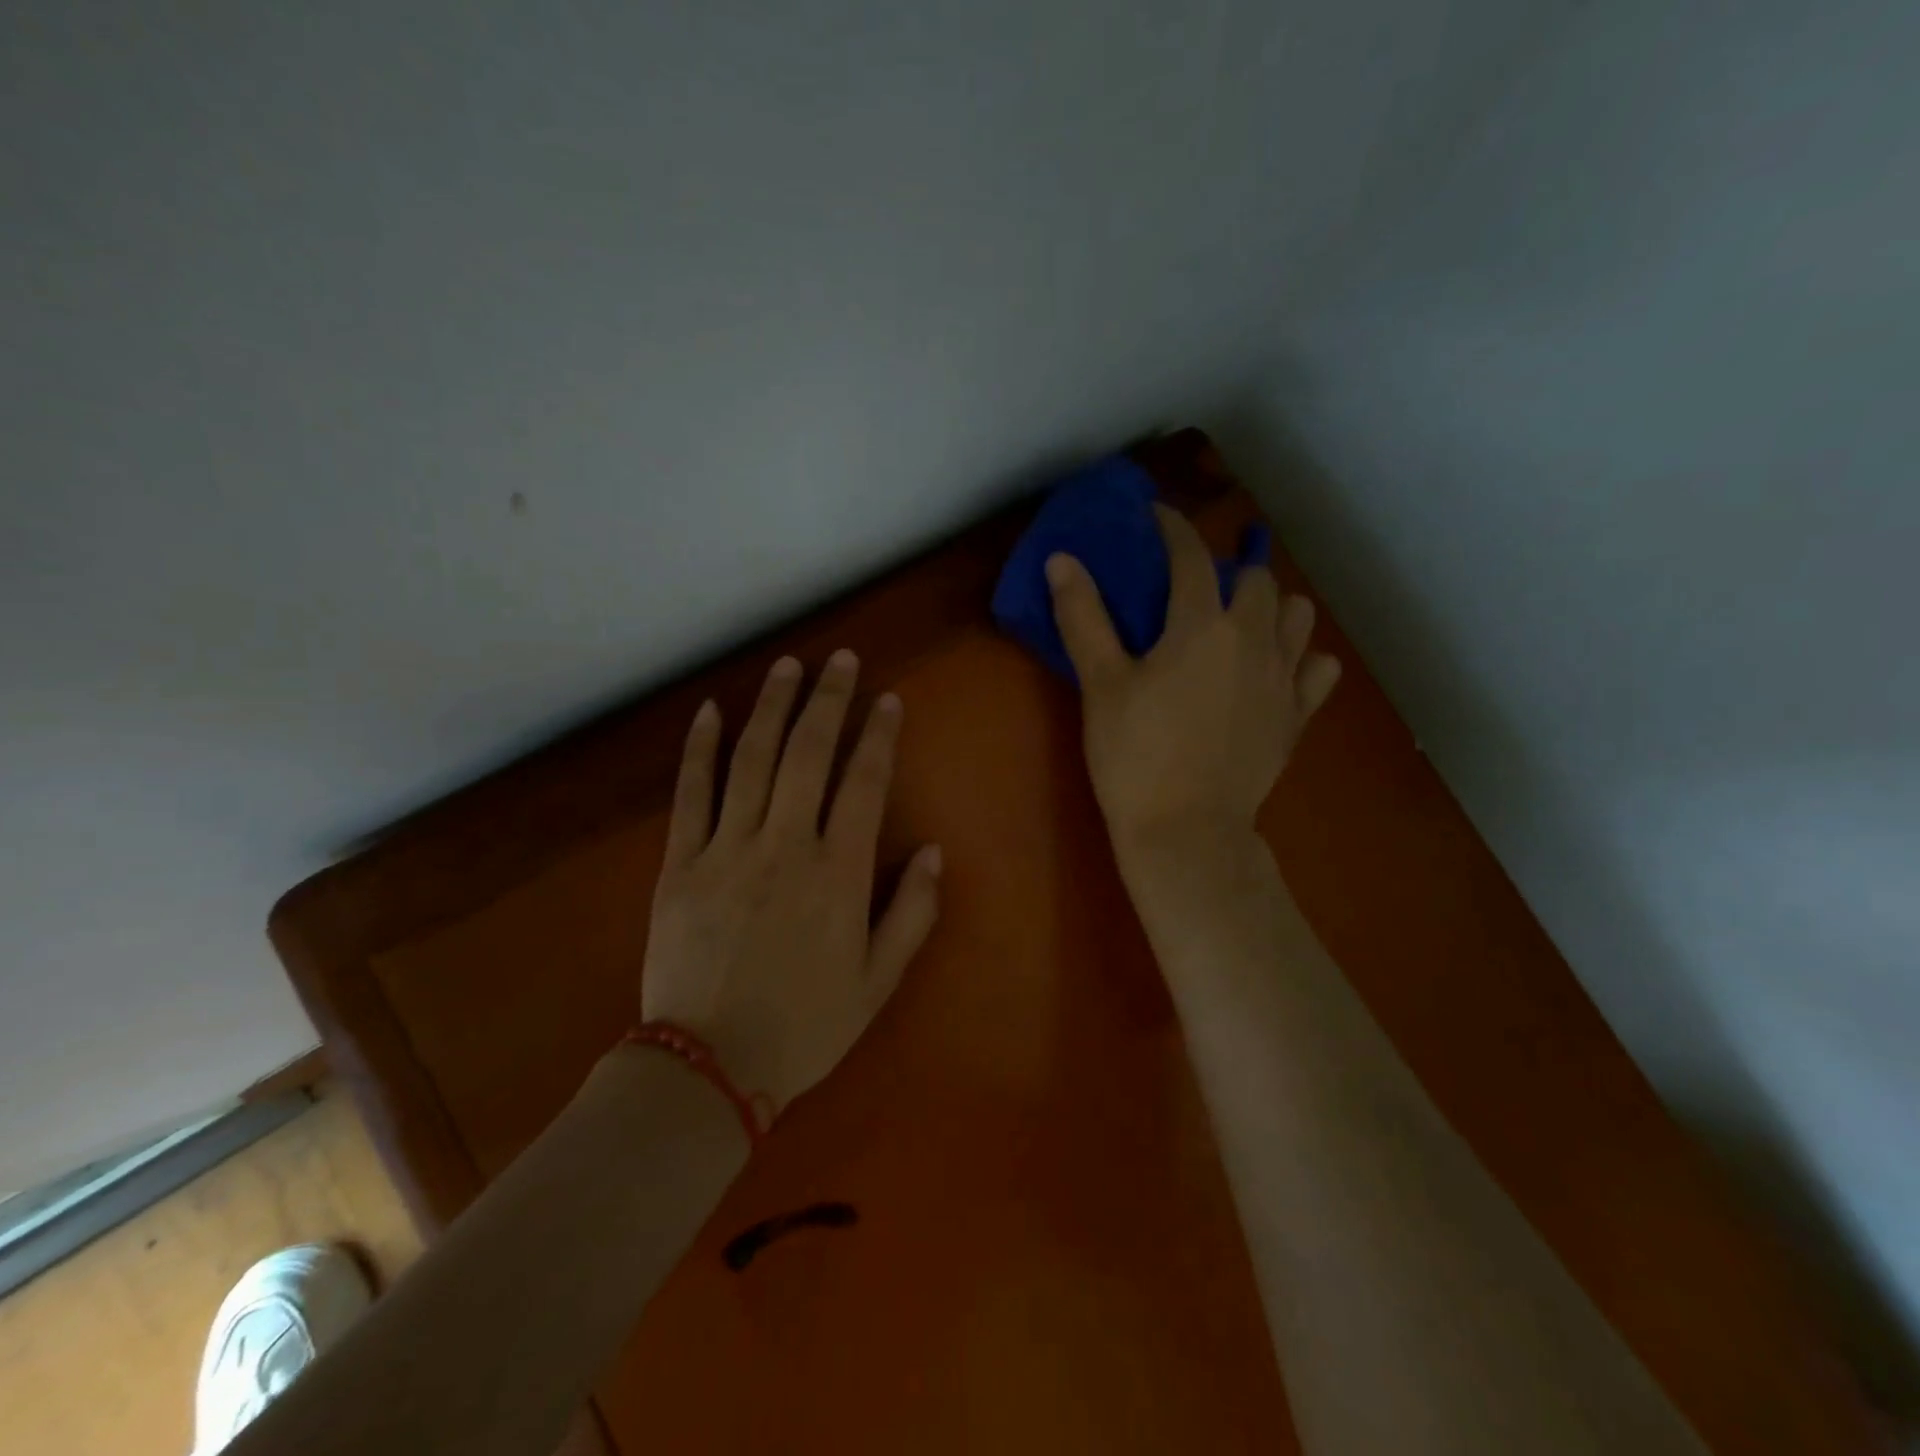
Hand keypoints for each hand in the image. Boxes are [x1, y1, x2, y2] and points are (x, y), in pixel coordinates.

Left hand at [639, 650, 942, 1114]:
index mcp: (839, 873)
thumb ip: (912, 913)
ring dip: (771, 707)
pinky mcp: (681, 864)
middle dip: (827, 699)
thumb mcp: (877, 981)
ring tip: (787, 666)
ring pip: (751, 760)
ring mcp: (727, 849)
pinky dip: (701, 749)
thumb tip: (934, 852)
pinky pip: (691, 794)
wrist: (709, 1066)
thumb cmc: (805, 1026)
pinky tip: (711, 712)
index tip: (887, 699)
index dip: (878, 735)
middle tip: (840, 659)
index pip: (864, 783)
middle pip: (808, 754)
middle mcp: (786, 846)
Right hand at [1046, 505, 1339, 864]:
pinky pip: (1318, 670)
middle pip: (1255, 580)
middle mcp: (1253, 639)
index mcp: (1201, 625)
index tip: (1157, 516)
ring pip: (1297, 617)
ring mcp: (1283, 679)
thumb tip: (1061, 559)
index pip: (1190, 556)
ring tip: (1242, 621)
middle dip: (1227, 569)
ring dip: (1272, 607)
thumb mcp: (1100, 685)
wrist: (1186, 831)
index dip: (1172, 528)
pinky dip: (1302, 659)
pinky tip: (1278, 669)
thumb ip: (1084, 617)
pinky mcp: (1296, 717)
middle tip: (1196, 586)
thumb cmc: (1135, 756)